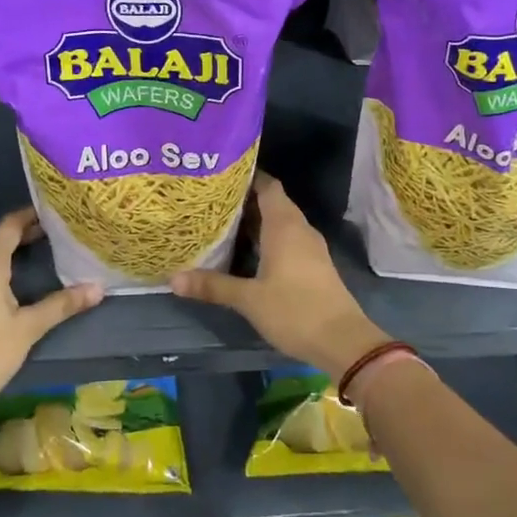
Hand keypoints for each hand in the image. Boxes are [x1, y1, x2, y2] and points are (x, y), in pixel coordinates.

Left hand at [0, 208, 102, 416]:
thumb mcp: (28, 328)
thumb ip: (62, 304)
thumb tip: (98, 288)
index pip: (9, 225)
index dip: (30, 215)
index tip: (54, 211)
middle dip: (24, 232)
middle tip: (55, 232)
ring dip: (9, 249)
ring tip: (38, 251)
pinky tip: (11, 281)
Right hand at [172, 173, 388, 377]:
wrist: (342, 341)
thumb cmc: (294, 310)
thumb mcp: (248, 299)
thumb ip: (213, 286)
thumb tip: (174, 278)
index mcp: (285, 225)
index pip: (267, 185)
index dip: (247, 176)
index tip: (221, 175)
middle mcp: (299, 228)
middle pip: (273, 202)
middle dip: (246, 199)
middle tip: (212, 199)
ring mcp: (310, 247)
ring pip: (281, 222)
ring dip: (257, 221)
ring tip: (224, 222)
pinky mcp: (314, 265)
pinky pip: (288, 239)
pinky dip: (268, 238)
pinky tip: (248, 251)